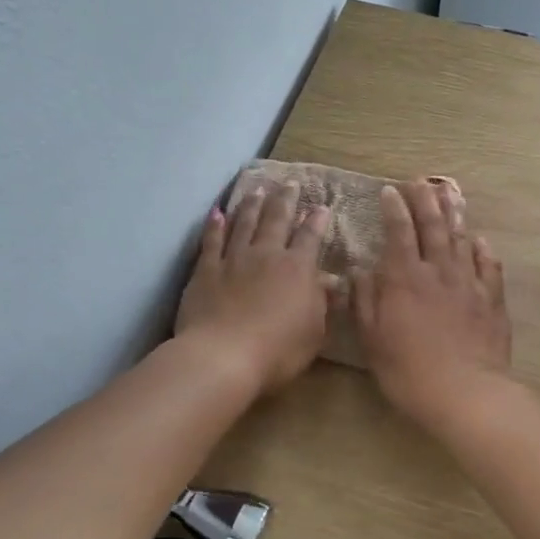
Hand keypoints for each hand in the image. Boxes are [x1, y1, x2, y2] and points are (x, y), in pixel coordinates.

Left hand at [176, 183, 334, 394]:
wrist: (223, 356)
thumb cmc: (278, 350)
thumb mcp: (314, 332)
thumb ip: (322, 303)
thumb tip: (333, 281)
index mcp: (297, 269)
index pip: (310, 238)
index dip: (317, 221)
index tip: (321, 206)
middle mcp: (267, 255)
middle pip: (276, 220)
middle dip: (285, 199)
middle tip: (289, 182)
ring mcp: (234, 259)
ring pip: (244, 223)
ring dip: (252, 204)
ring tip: (257, 188)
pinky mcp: (206, 270)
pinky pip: (212, 241)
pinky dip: (215, 225)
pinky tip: (217, 213)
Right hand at [353, 180, 511, 424]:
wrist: (466, 392)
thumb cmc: (409, 370)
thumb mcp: (372, 339)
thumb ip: (365, 301)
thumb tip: (359, 271)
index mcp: (404, 278)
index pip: (398, 232)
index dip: (394, 209)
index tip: (390, 190)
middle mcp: (437, 271)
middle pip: (432, 226)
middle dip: (424, 200)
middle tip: (420, 181)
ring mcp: (468, 283)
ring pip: (460, 239)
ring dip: (454, 214)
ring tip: (449, 193)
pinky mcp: (491, 300)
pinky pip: (488, 266)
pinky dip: (483, 250)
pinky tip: (480, 240)